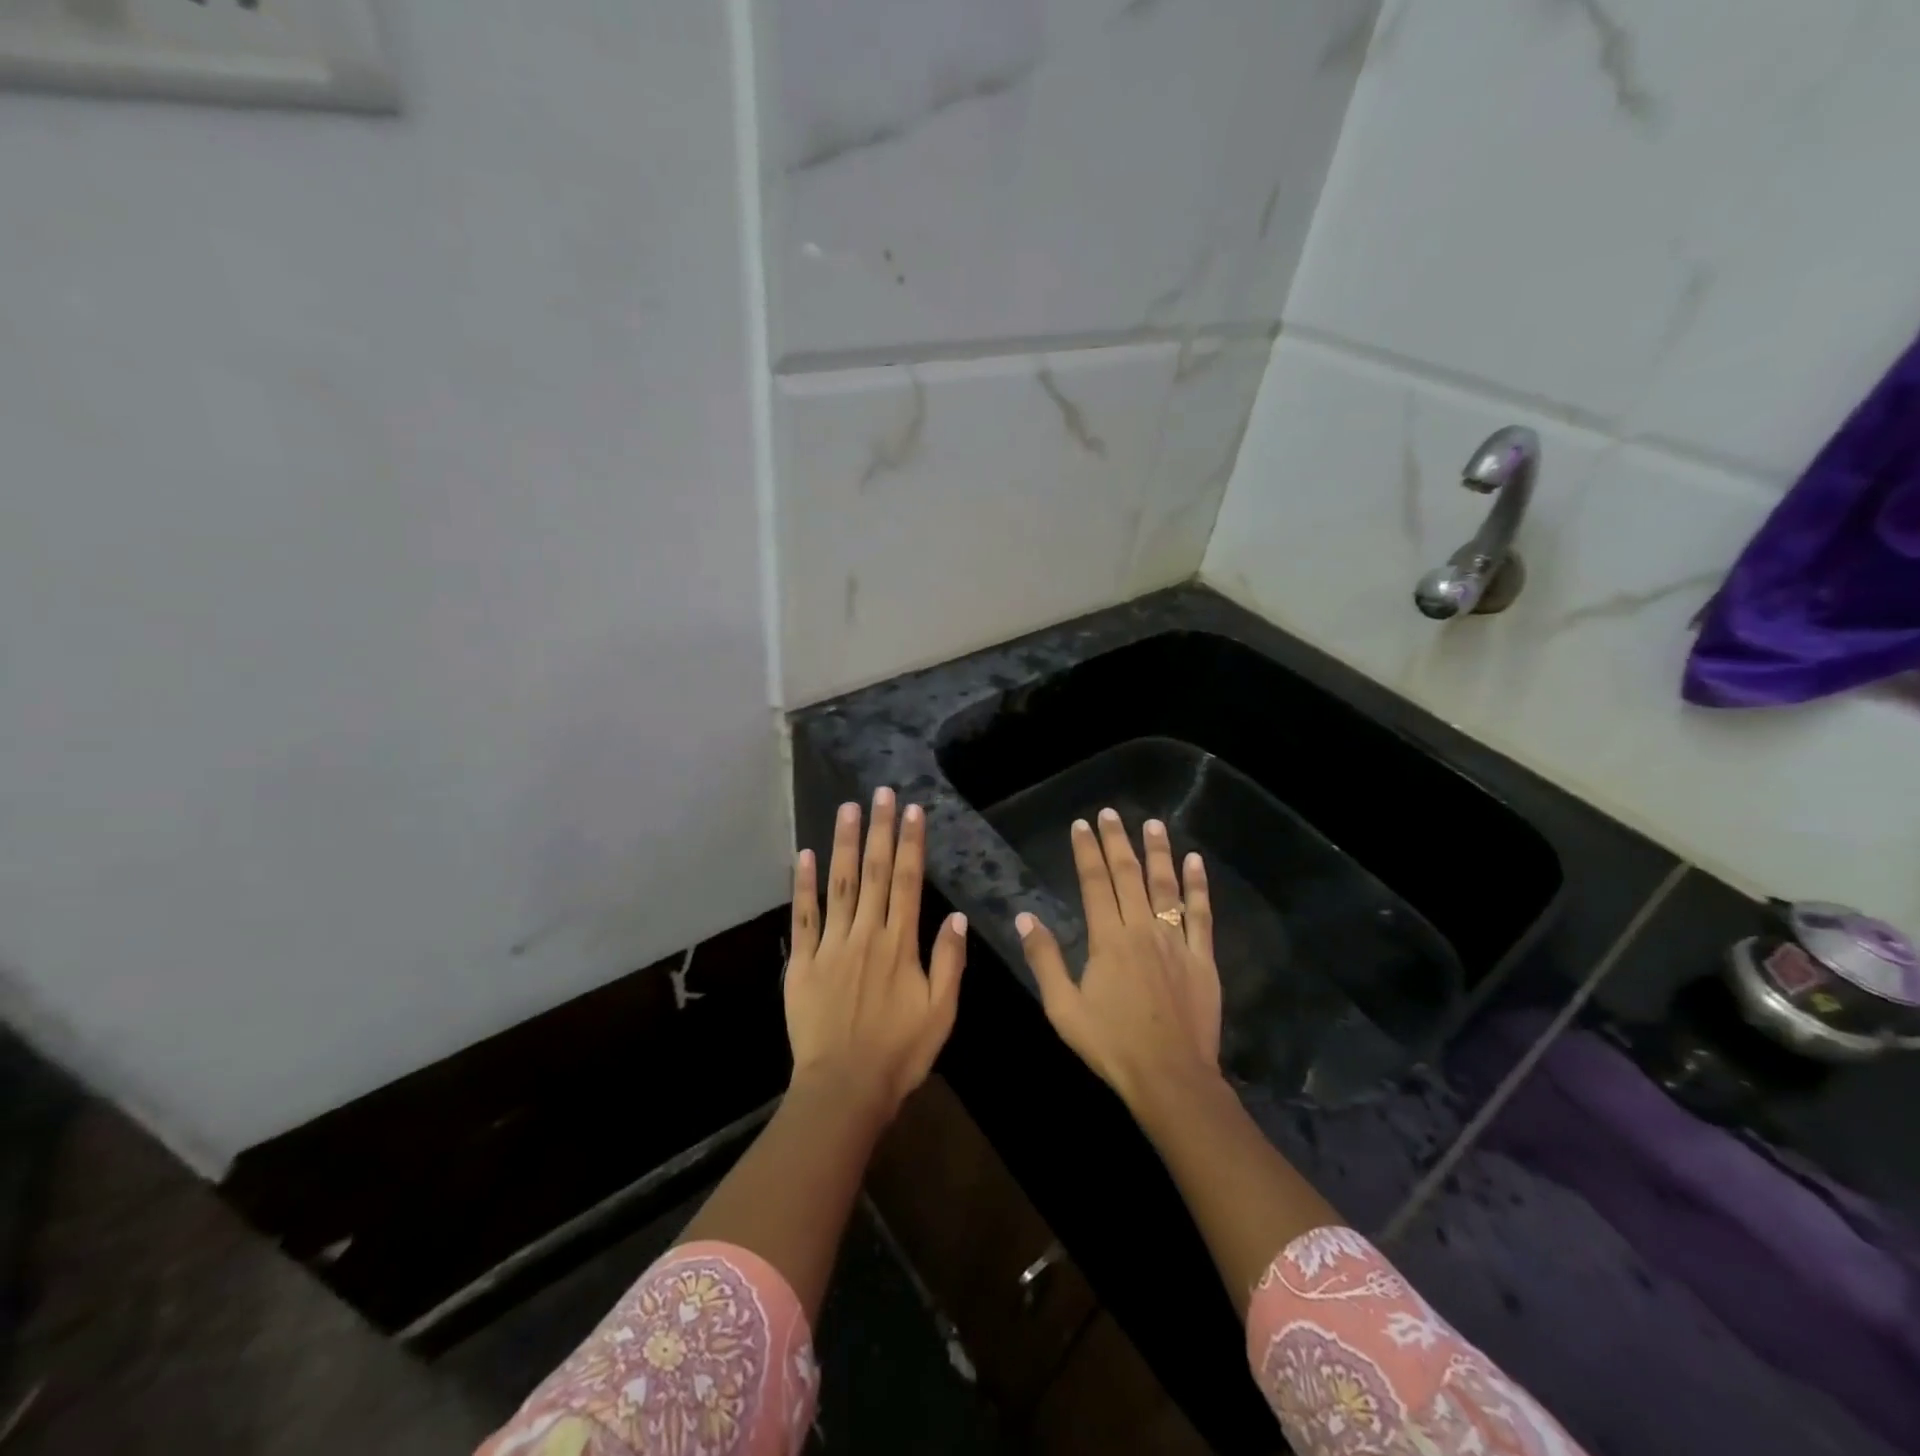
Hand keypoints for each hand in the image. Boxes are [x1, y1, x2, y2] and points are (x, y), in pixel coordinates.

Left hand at [785, 788, 967, 1116]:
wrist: (844, 1088)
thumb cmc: (899, 1053)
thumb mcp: (941, 1012)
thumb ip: (949, 961)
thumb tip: (956, 916)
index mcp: (900, 945)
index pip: (907, 882)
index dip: (911, 844)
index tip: (912, 811)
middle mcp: (866, 934)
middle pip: (873, 872)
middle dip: (879, 830)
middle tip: (881, 792)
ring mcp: (831, 946)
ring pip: (839, 885)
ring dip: (843, 844)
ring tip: (847, 808)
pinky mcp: (804, 963)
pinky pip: (803, 917)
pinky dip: (803, 885)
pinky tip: (805, 855)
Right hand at [1016, 809, 1220, 1111]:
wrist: (1171, 1078)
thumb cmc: (1111, 1045)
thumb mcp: (1063, 1007)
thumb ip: (1045, 959)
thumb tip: (1025, 916)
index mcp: (1108, 940)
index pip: (1095, 883)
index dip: (1086, 851)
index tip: (1081, 825)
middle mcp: (1143, 930)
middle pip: (1128, 875)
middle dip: (1117, 841)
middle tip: (1110, 813)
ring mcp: (1176, 942)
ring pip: (1166, 886)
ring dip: (1158, 851)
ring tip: (1152, 823)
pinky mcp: (1203, 958)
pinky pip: (1201, 914)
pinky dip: (1198, 885)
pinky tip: (1194, 861)